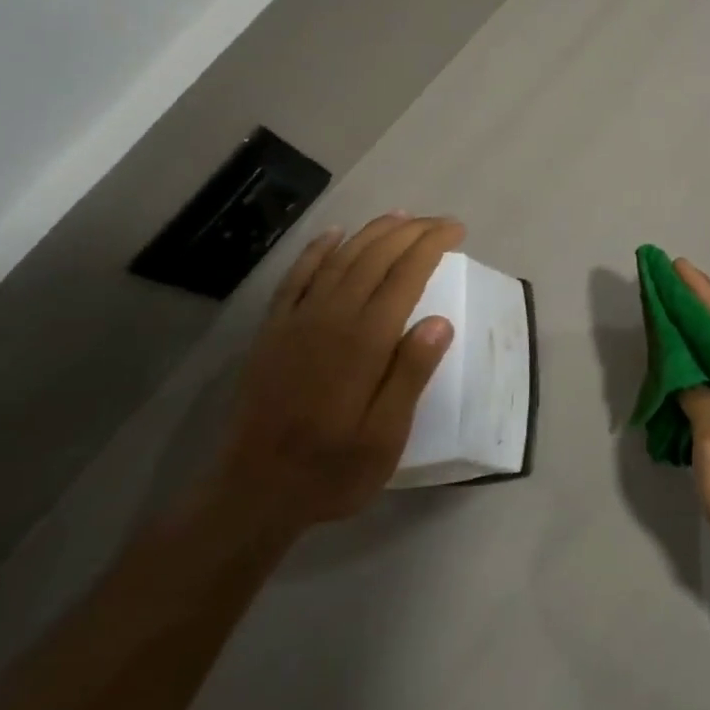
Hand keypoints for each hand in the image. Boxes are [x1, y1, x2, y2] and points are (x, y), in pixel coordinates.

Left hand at [206, 213, 464, 544]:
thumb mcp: (385, 437)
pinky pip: (297, 275)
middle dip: (410, 231)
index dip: (432, 245)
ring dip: (371, 232)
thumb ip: (410, 375)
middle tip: (439, 222)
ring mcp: (297, 320)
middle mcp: (331, 317)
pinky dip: (318, 249)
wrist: (253, 491)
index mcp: (364, 341)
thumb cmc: (331, 470)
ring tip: (400, 217)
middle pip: (374, 256)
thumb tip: (440, 321)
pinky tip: (333, 235)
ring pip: (340, 257)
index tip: (455, 229)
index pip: (405, 275)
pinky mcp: (273, 329)